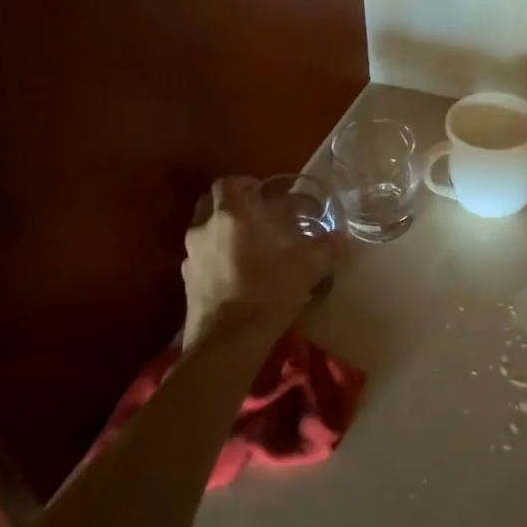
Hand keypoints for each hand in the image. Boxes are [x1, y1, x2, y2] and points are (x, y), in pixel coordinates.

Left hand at [180, 177, 333, 346]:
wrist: (227, 343)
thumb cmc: (266, 294)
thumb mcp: (306, 269)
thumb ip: (325, 248)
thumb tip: (341, 236)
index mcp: (231, 216)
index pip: (227, 183)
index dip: (243, 183)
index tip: (262, 193)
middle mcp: (204, 229)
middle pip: (209, 203)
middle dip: (228, 204)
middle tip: (253, 215)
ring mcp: (190, 256)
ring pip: (202, 230)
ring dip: (219, 231)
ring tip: (246, 246)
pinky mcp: (186, 281)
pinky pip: (199, 258)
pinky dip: (213, 257)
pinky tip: (233, 273)